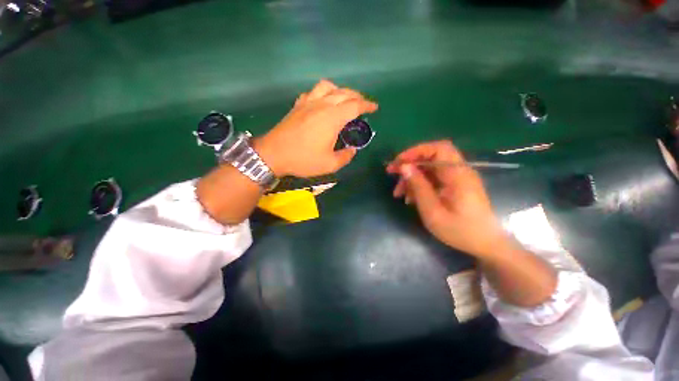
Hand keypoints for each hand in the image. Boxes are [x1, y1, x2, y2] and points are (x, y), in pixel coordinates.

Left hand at [255, 79, 377, 177]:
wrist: (274, 154)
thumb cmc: (303, 159)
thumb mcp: (329, 164)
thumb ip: (345, 157)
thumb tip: (352, 150)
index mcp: (333, 117)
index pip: (355, 105)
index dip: (367, 105)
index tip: (374, 107)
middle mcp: (322, 104)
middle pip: (344, 92)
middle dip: (357, 96)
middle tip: (363, 104)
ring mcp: (308, 102)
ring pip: (328, 86)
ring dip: (340, 90)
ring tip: (343, 99)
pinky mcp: (298, 105)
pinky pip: (313, 91)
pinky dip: (322, 93)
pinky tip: (322, 102)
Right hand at [386, 140, 509, 258]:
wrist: (485, 244)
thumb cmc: (460, 231)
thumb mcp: (433, 211)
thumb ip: (419, 187)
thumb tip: (404, 167)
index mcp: (458, 175)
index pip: (438, 149)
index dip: (416, 151)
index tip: (398, 163)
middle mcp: (459, 171)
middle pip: (431, 157)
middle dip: (410, 164)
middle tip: (392, 174)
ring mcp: (457, 179)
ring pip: (429, 169)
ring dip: (412, 177)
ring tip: (399, 193)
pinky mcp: (454, 186)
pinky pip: (433, 179)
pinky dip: (420, 185)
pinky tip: (411, 198)